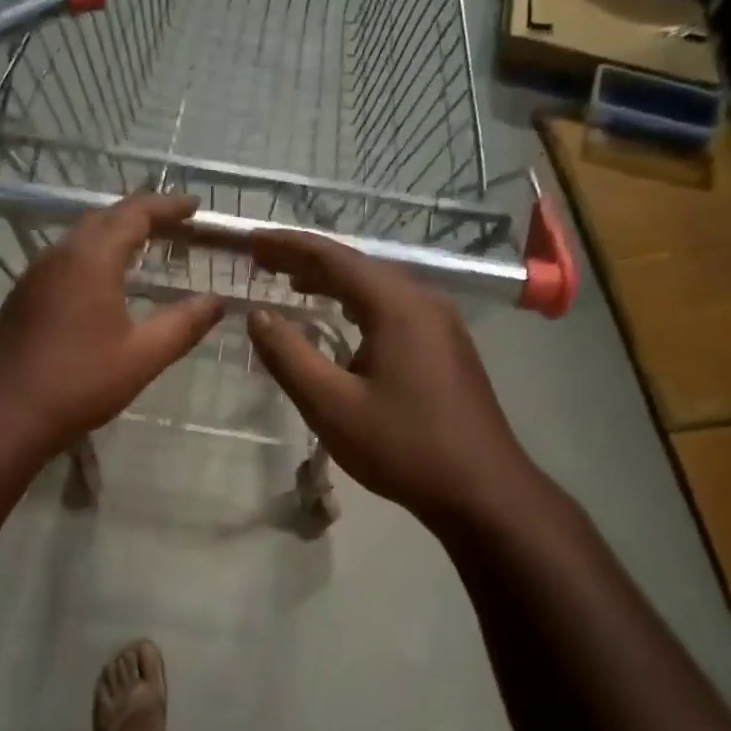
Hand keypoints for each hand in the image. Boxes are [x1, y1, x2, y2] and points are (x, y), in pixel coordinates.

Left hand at [0, 193, 223, 459]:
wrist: (5, 416)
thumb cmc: (80, 383)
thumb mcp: (143, 356)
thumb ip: (184, 324)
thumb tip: (217, 301)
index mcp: (91, 259)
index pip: (134, 213)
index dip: (167, 206)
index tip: (195, 206)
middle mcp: (59, 255)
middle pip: (104, 217)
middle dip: (141, 214)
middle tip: (174, 223)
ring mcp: (34, 275)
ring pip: (80, 237)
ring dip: (114, 234)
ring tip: (145, 246)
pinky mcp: (22, 297)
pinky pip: (64, 260)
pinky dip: (93, 256)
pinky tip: (103, 281)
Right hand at [247, 231, 535, 527]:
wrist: (481, 489)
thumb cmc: (403, 447)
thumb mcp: (332, 405)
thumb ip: (289, 356)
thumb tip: (258, 316)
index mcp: (397, 306)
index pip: (332, 258)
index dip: (286, 246)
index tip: (249, 242)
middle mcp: (423, 301)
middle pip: (356, 266)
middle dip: (306, 261)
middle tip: (261, 261)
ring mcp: (440, 323)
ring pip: (376, 287)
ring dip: (332, 282)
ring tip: (291, 283)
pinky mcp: (445, 346)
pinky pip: (392, 309)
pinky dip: (356, 304)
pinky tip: (340, 320)